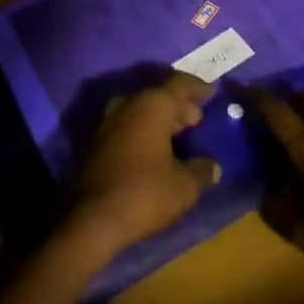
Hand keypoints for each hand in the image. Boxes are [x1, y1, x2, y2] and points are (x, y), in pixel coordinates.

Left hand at [66, 73, 221, 255]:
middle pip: (159, 96)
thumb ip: (201, 171)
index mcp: (152, 105)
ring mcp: (108, 121)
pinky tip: (156, 152)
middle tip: (197, 120)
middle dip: (180, 107)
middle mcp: (128, 104)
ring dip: (161, 120)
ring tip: (180, 136)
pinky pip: (128, 126)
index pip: (179, 84)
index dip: (198, 88)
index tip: (212, 93)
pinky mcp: (96, 142)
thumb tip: (212, 166)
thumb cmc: (144, 193)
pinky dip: (144, 132)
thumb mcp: (184, 186)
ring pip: (141, 111)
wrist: (91, 219)